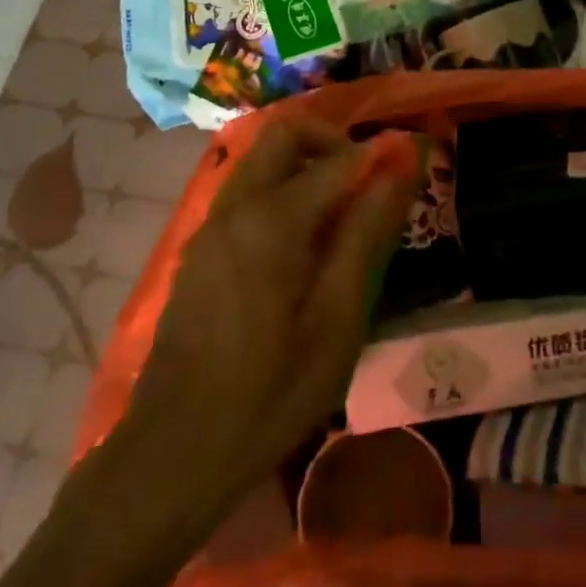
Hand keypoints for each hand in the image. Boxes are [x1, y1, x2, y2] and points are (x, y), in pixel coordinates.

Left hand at [118, 118, 418, 514]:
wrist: (173, 451)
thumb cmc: (269, 394)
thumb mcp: (336, 322)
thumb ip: (366, 236)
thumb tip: (399, 170)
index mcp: (271, 220)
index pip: (338, 160)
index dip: (380, 154)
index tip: (412, 162)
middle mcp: (235, 206)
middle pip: (284, 134)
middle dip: (333, 142)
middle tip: (369, 181)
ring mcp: (210, 225)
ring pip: (261, 159)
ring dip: (305, 163)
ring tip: (343, 212)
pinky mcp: (199, 248)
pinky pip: (245, 190)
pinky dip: (281, 188)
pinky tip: (303, 243)